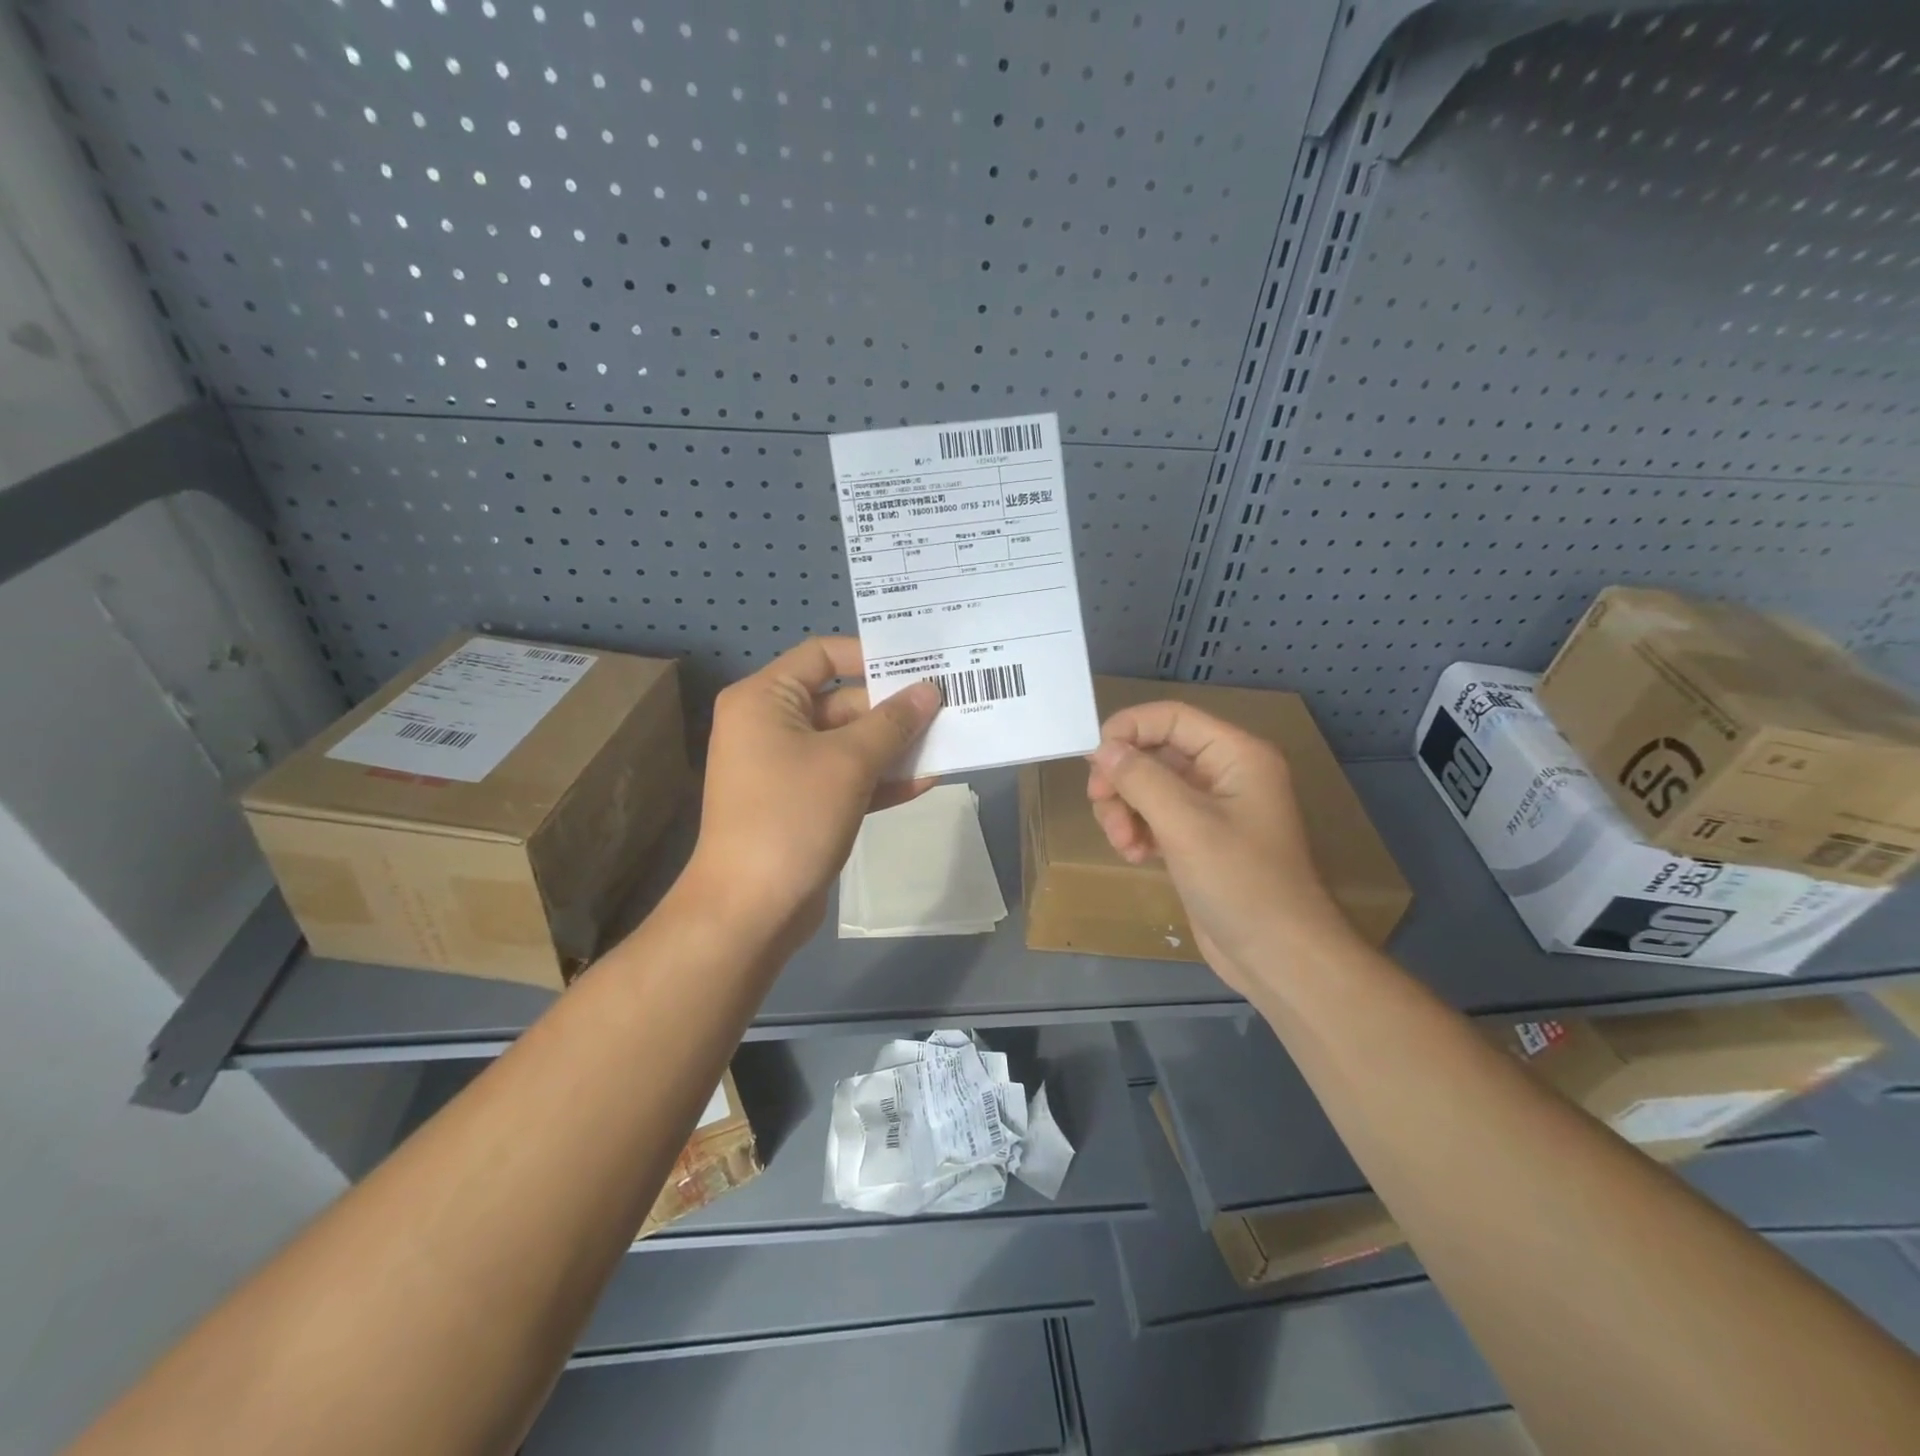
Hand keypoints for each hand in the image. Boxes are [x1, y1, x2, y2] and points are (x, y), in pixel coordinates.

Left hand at [684, 637, 939, 946]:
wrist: (750, 909)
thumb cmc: (792, 817)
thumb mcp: (849, 762)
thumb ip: (892, 722)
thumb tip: (929, 690)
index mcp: (764, 699)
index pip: (822, 655)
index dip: (870, 656)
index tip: (918, 666)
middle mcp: (770, 725)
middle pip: (840, 701)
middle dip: (893, 709)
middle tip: (948, 707)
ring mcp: (785, 768)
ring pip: (848, 744)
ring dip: (894, 746)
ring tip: (948, 741)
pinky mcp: (801, 804)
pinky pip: (845, 779)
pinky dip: (880, 779)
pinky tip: (926, 781)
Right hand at [1086, 702, 1361, 995]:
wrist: (1278, 956)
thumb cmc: (1240, 882)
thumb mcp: (1185, 824)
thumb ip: (1140, 778)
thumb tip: (1101, 748)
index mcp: (1235, 755)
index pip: (1170, 717)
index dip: (1127, 729)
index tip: (1092, 761)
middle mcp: (1224, 772)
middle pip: (1154, 752)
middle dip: (1123, 779)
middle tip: (1102, 807)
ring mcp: (1211, 808)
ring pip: (1148, 786)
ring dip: (1125, 810)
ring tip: (1124, 844)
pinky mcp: (1198, 839)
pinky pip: (1154, 816)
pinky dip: (1138, 830)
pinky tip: (1137, 856)